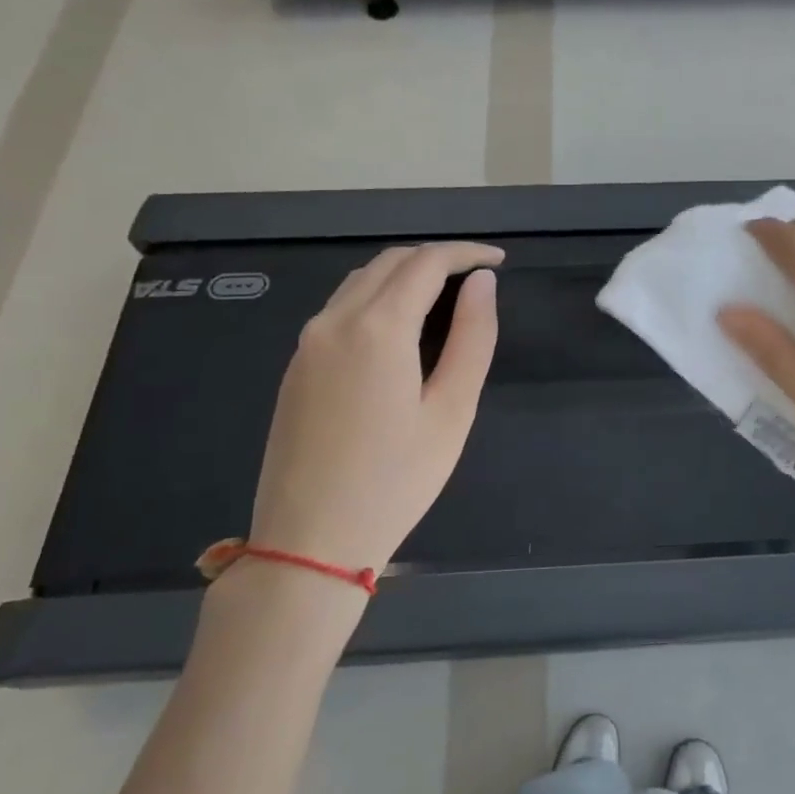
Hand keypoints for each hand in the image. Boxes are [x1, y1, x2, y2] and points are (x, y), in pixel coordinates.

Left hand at [247, 242, 501, 587]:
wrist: (310, 540)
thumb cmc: (396, 479)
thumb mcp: (452, 410)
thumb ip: (472, 338)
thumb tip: (483, 283)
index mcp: (378, 328)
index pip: (426, 262)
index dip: (466, 253)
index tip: (499, 261)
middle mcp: (334, 320)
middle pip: (390, 262)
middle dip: (437, 259)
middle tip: (477, 279)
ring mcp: (308, 342)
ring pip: (360, 281)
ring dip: (404, 274)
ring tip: (444, 297)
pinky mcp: (296, 366)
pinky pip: (340, 308)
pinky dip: (377, 297)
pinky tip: (400, 327)